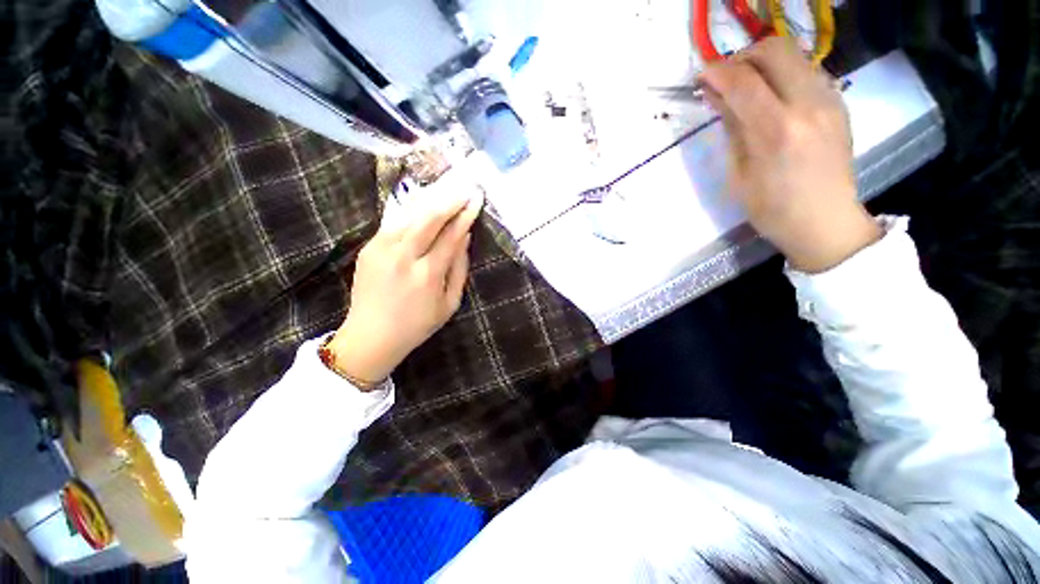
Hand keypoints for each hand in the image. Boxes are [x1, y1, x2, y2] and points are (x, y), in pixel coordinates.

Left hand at [329, 181, 484, 384]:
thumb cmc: (418, 325)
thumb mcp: (449, 304)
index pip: (451, 236)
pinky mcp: (368, 248)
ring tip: (446, 191)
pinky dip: (412, 212)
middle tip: (463, 188)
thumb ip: (459, 269)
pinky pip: (395, 223)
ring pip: (410, 215)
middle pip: (429, 218)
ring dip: (431, 201)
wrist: (371, 336)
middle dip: (449, 200)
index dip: (465, 216)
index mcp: (427, 275)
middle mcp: (403, 257)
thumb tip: (465, 238)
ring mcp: (381, 250)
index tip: (476, 200)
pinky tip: (423, 205)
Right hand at [699, 37, 880, 272]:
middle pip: (774, 50)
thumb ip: (732, 129)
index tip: (701, 77)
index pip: (743, 82)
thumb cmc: (772, 209)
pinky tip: (771, 96)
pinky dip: (782, 73)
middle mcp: (808, 105)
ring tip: (746, 86)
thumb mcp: (739, 175)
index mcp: (776, 131)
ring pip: (793, 54)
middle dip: (742, 57)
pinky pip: (806, 70)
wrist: (825, 221)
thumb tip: (718, 98)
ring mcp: (829, 100)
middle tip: (725, 78)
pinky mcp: (838, 102)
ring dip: (763, 62)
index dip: (717, 73)